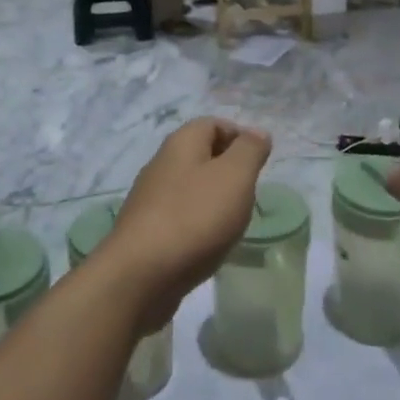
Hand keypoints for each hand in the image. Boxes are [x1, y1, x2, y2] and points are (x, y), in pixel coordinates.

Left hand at [100, 119, 272, 330]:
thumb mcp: (235, 176)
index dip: (239, 136)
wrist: (140, 275)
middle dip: (229, 170)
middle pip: (201, 155)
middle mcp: (161, 165)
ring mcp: (150, 199)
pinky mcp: (146, 231)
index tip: (260, 162)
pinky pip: (180, 216)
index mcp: (181, 144)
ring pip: (191, 188)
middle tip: (250, 193)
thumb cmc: (194, 217)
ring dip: (214, 199)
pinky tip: (209, 244)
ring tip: (234, 222)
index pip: (212, 123)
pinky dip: (199, 224)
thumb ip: (249, 151)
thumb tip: (257, 133)